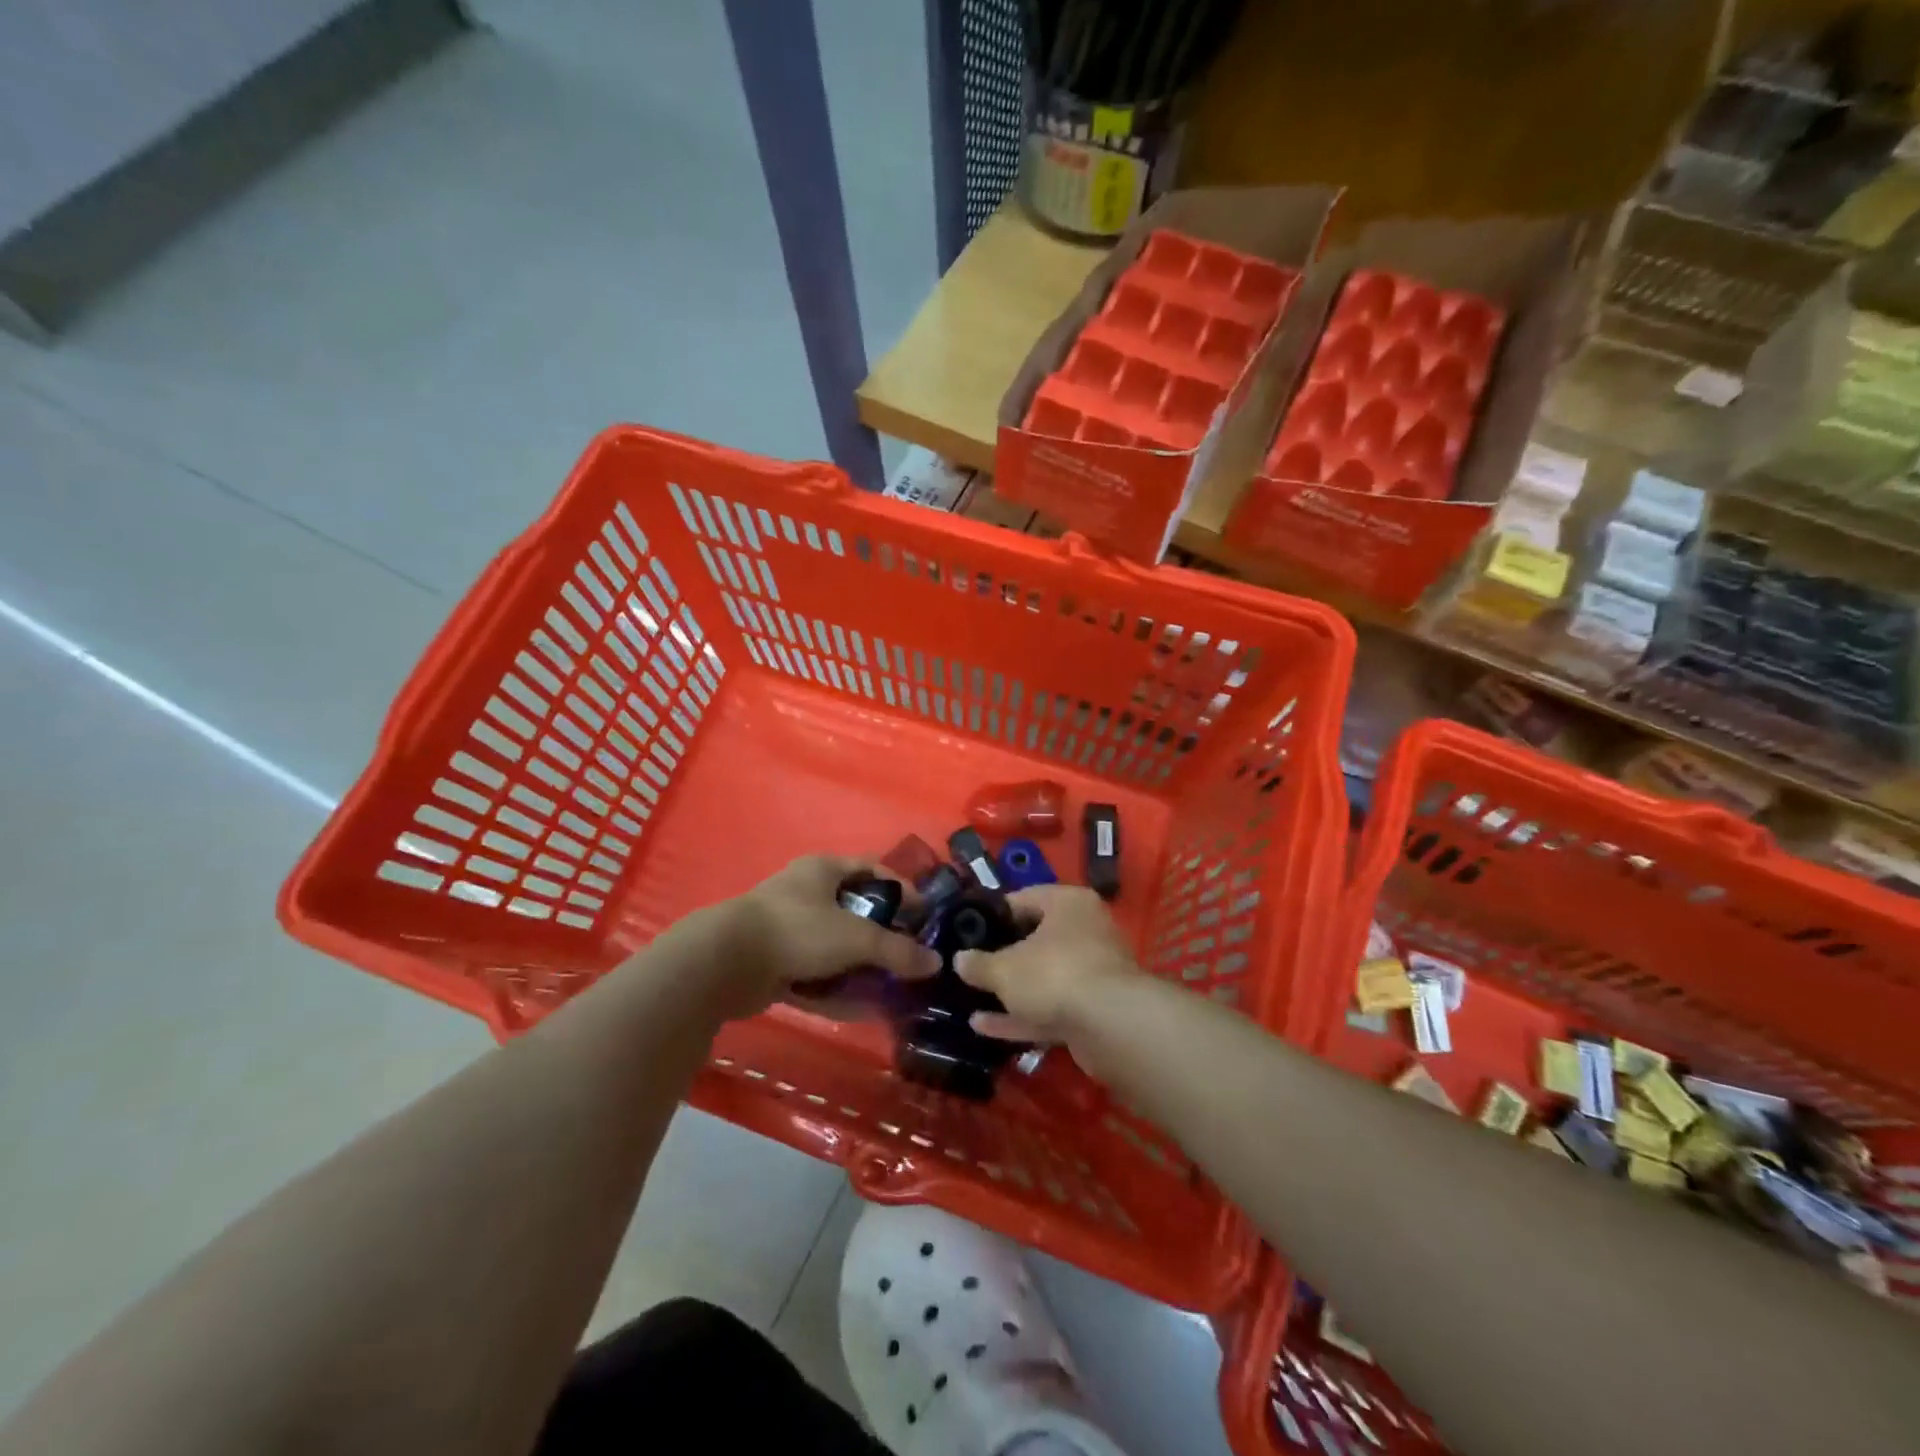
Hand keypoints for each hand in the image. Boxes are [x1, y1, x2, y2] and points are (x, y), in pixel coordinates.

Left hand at [697, 855, 939, 1018]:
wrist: (725, 963)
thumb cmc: (797, 930)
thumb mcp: (856, 937)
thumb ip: (897, 950)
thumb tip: (935, 962)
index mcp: (824, 870)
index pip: (872, 870)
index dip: (901, 888)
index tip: (924, 915)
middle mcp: (806, 894)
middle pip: (855, 912)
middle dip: (883, 936)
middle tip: (910, 957)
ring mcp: (789, 930)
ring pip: (836, 948)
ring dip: (861, 969)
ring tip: (891, 989)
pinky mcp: (775, 964)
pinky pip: (816, 976)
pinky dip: (836, 991)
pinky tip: (861, 1010)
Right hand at [953, 885, 1142, 1071]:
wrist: (1112, 1026)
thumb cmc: (1054, 974)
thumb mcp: (1004, 968)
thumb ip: (979, 964)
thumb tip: (959, 960)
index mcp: (1068, 904)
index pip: (1023, 898)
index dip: (992, 915)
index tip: (966, 932)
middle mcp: (1086, 930)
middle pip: (1036, 939)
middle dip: (1003, 956)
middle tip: (970, 966)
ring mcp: (1094, 972)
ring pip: (1045, 977)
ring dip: (1011, 991)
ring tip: (971, 999)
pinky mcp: (1096, 1010)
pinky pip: (1052, 1007)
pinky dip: (1022, 1015)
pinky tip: (986, 1027)